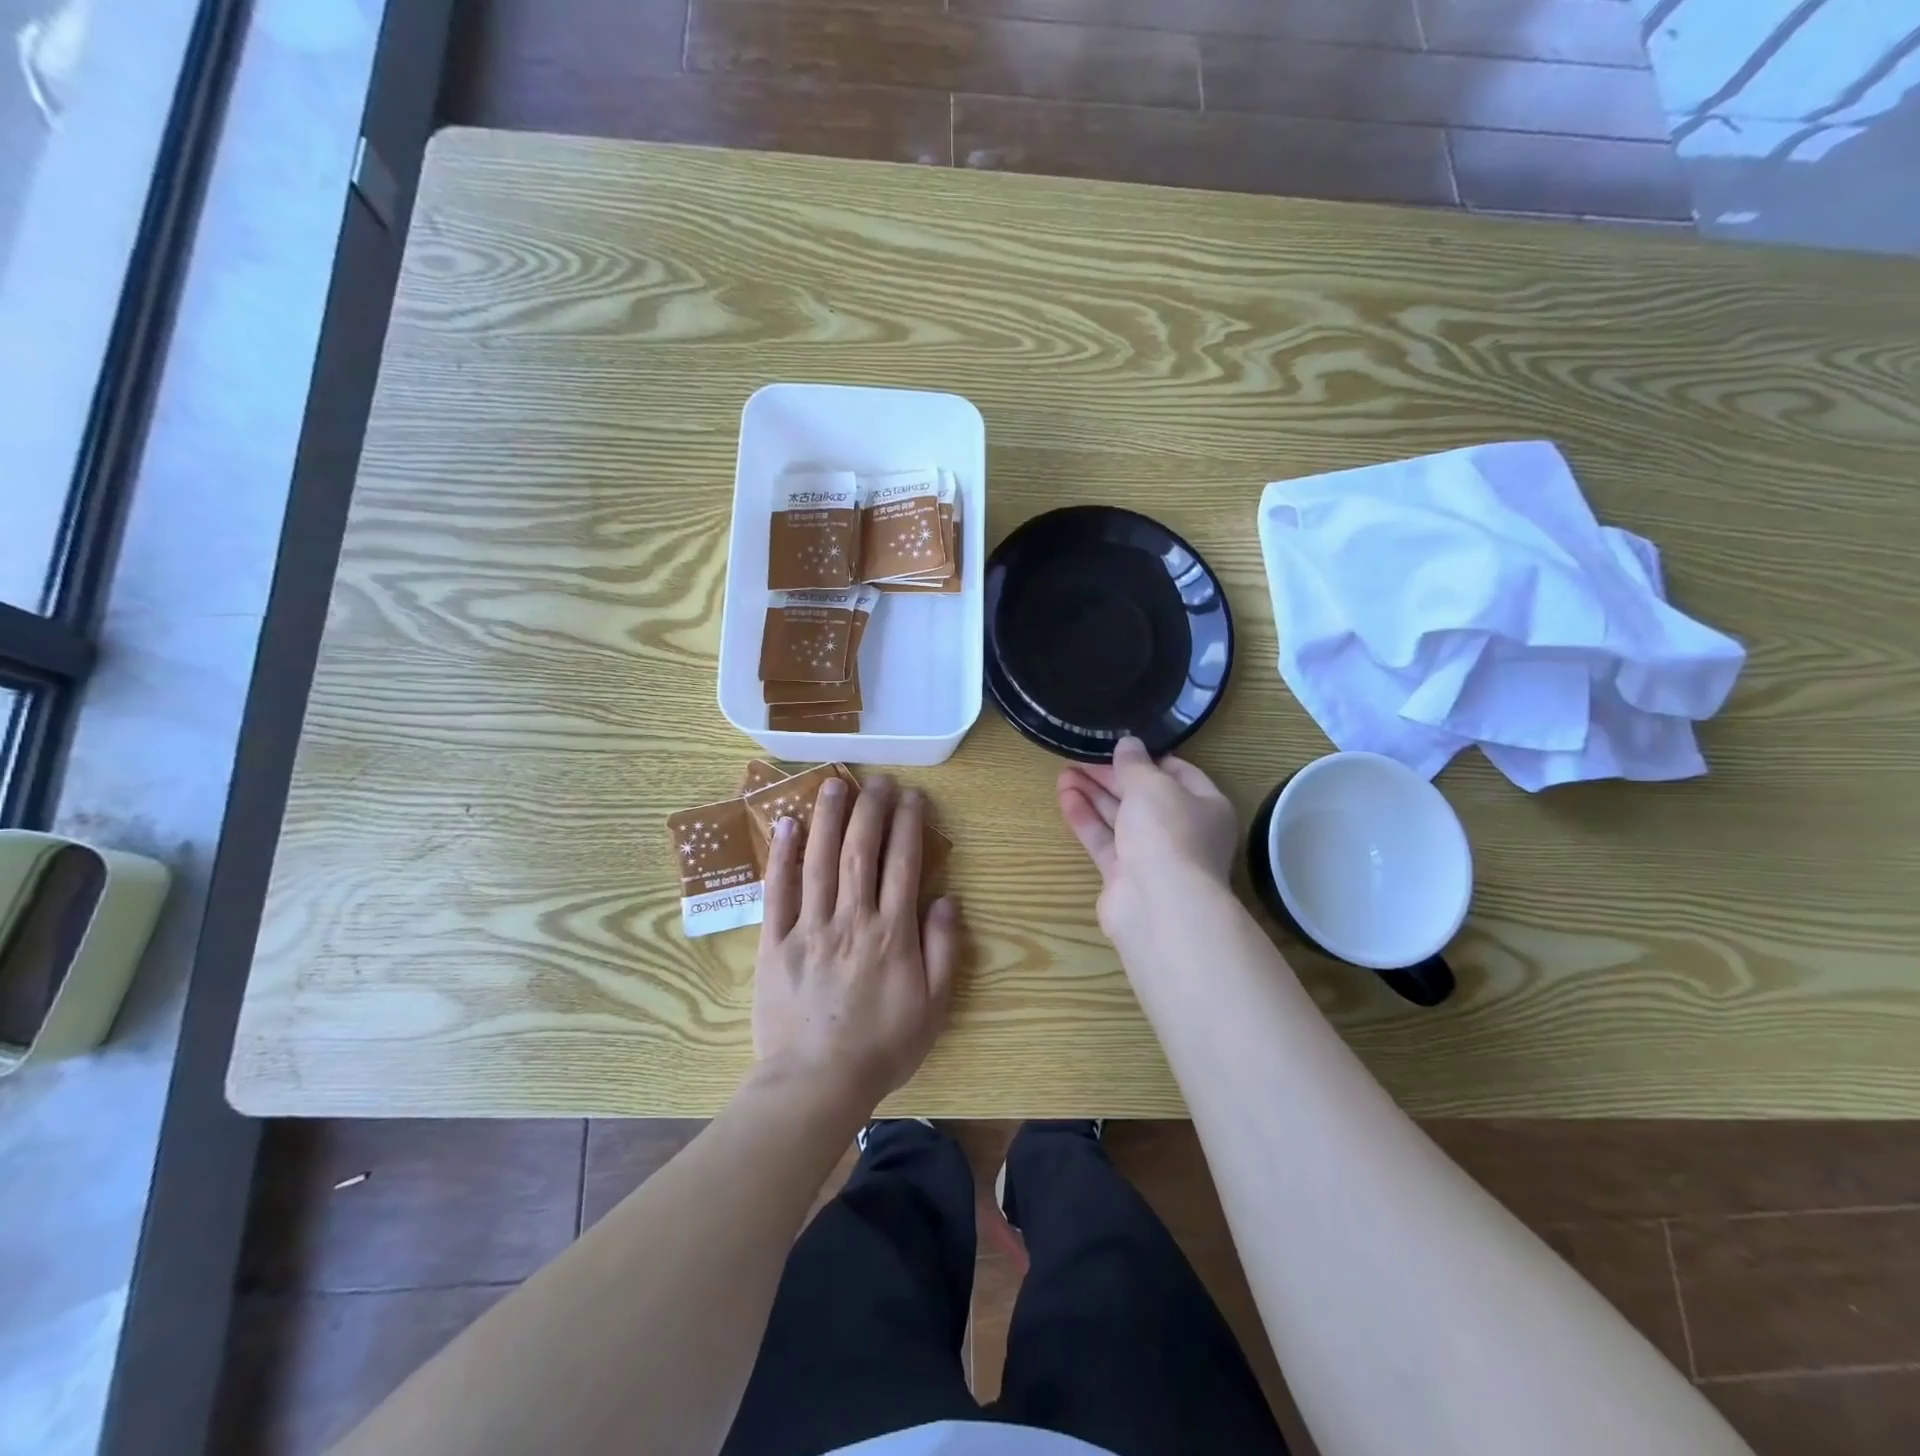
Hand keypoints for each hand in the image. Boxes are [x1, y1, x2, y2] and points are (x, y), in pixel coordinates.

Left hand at [753, 775, 959, 1113]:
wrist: (815, 1083)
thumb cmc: (882, 1047)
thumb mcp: (934, 1007)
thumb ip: (943, 949)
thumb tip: (945, 898)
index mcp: (891, 933)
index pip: (903, 864)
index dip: (908, 825)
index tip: (912, 796)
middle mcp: (851, 919)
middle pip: (860, 851)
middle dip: (871, 809)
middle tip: (877, 780)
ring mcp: (809, 928)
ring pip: (820, 860)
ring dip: (829, 817)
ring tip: (835, 782)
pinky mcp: (775, 942)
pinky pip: (778, 891)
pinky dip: (783, 855)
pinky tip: (788, 824)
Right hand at [1057, 735, 1238, 942]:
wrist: (1159, 905)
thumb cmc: (1168, 832)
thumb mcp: (1152, 785)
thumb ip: (1135, 763)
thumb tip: (1128, 744)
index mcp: (1206, 805)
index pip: (1178, 773)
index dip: (1148, 758)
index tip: (1118, 745)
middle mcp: (1183, 831)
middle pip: (1144, 796)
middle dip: (1112, 776)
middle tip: (1080, 756)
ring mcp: (1153, 856)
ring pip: (1121, 818)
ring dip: (1094, 795)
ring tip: (1063, 772)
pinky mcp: (1125, 876)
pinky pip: (1104, 841)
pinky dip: (1086, 819)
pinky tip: (1065, 797)